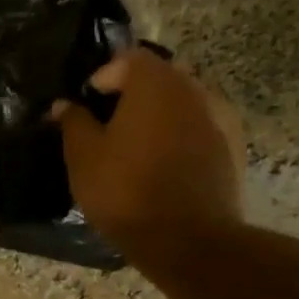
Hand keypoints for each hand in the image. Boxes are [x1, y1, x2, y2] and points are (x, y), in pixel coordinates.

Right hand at [50, 49, 245, 255]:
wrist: (188, 240)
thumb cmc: (125, 190)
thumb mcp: (83, 156)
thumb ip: (74, 122)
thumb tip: (65, 104)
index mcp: (157, 84)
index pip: (130, 58)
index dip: (105, 75)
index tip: (88, 103)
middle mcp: (196, 91)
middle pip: (162, 76)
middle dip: (134, 93)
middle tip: (109, 123)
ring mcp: (221, 120)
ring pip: (184, 103)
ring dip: (160, 115)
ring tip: (136, 146)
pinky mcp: (233, 150)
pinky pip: (201, 128)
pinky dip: (180, 136)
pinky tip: (163, 165)